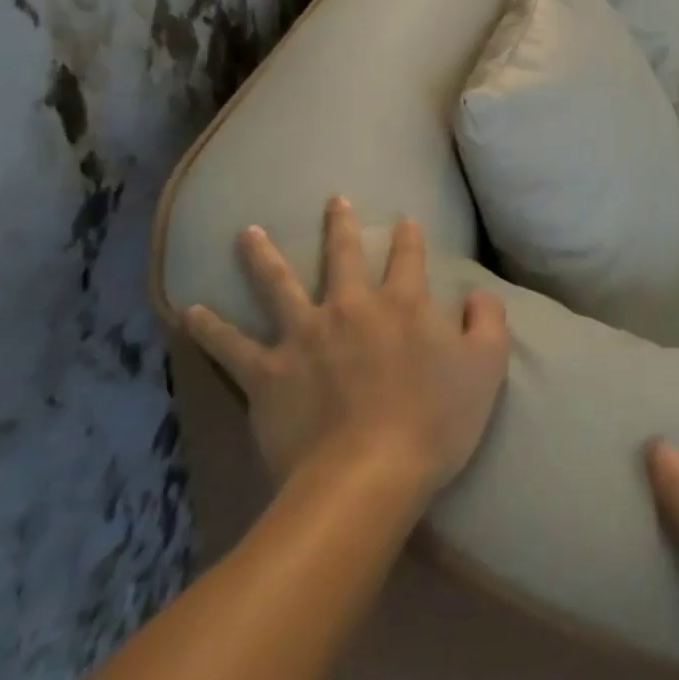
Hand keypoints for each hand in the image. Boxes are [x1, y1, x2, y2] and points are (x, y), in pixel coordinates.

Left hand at [186, 198, 508, 496]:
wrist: (366, 478)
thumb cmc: (434, 422)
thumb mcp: (486, 367)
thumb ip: (489, 320)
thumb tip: (478, 293)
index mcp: (404, 303)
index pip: (409, 256)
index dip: (409, 236)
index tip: (406, 221)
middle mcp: (352, 306)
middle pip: (344, 255)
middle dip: (340, 225)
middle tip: (334, 201)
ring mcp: (305, 336)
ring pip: (279, 284)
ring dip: (263, 256)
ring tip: (247, 232)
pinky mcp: (268, 373)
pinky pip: (232, 346)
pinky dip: (211, 328)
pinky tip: (190, 310)